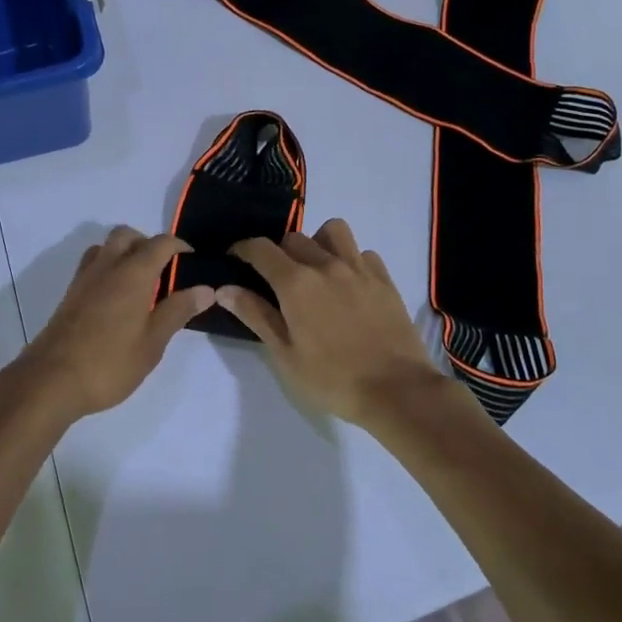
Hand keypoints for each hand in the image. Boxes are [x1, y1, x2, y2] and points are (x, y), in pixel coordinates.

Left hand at [21, 226, 212, 419]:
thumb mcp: (153, 342)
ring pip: (106, 247)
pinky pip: (92, 265)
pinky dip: (108, 268)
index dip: (179, 247)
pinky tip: (115, 300)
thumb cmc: (109, 362)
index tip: (192, 262)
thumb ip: (178, 311)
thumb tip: (205, 289)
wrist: (50, 381)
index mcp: (133, 273)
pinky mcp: (69, 294)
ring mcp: (84, 278)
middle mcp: (107, 266)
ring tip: (139, 284)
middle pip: (128, 235)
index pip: (160, 243)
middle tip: (163, 272)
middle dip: (148, 244)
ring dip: (124, 252)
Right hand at [217, 219, 443, 425]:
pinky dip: (350, 259)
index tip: (235, 257)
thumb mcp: (285, 355)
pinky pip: (362, 252)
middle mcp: (326, 264)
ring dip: (318, 242)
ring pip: (333, 231)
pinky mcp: (384, 278)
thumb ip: (256, 315)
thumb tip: (224, 288)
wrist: (397, 390)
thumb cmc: (333, 379)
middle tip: (276, 278)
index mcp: (296, 283)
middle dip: (278, 252)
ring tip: (316, 269)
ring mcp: (359, 268)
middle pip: (294, 238)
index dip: (243, 248)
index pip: (261, 249)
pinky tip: (349, 283)